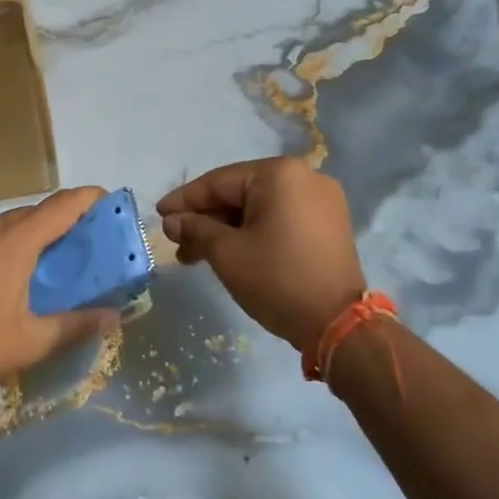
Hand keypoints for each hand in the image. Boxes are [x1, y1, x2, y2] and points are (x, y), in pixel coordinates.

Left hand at [0, 187, 119, 406]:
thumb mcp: (33, 342)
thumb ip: (78, 324)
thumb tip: (115, 317)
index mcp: (11, 243)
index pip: (59, 207)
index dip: (87, 199)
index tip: (107, 200)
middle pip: (31, 214)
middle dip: (57, 222)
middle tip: (78, 242)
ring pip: (2, 224)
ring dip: (24, 235)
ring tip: (39, 262)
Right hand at [159, 158, 368, 351]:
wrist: (339, 325)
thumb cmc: (277, 280)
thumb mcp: (227, 253)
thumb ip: (196, 229)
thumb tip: (173, 221)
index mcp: (279, 174)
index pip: (219, 182)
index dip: (185, 200)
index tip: (159, 214)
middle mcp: (304, 177)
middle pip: (240, 194)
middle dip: (206, 219)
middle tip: (177, 243)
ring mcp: (321, 200)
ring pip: (259, 208)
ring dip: (227, 229)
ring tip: (197, 256)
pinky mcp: (329, 224)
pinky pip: (280, 218)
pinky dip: (253, 232)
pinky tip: (230, 252)